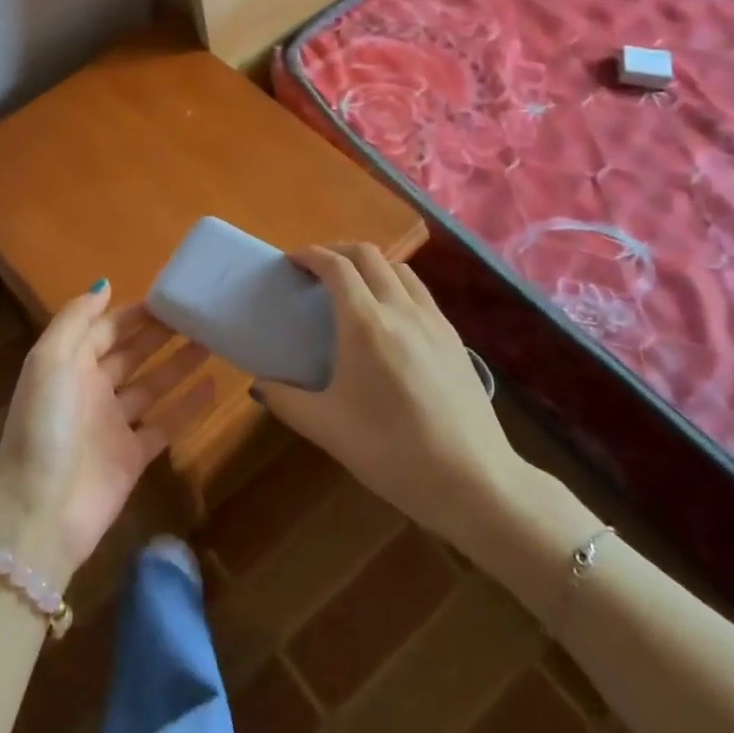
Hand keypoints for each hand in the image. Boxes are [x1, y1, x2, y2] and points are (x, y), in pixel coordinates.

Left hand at [0, 283, 212, 583]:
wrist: (41, 510)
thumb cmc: (45, 424)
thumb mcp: (50, 360)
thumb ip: (76, 319)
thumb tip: (104, 284)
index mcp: (69, 365)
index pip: (105, 329)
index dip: (134, 313)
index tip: (170, 296)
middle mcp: (91, 390)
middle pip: (130, 354)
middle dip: (160, 334)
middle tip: (199, 314)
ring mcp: (112, 425)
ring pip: (151, 386)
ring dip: (178, 364)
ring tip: (212, 341)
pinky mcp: (132, 458)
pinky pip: (165, 425)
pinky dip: (188, 407)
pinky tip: (213, 386)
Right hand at [257, 244, 535, 545]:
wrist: (474, 481)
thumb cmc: (392, 452)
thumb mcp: (327, 430)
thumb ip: (286, 401)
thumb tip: (259, 387)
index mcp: (365, 324)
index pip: (336, 267)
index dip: (311, 255)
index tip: (291, 262)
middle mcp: (401, 309)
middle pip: (368, 255)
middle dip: (338, 251)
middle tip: (316, 271)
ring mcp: (433, 320)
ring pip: (399, 269)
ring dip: (371, 265)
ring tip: (353, 288)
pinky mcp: (454, 337)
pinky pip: (420, 292)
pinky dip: (396, 285)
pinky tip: (390, 318)